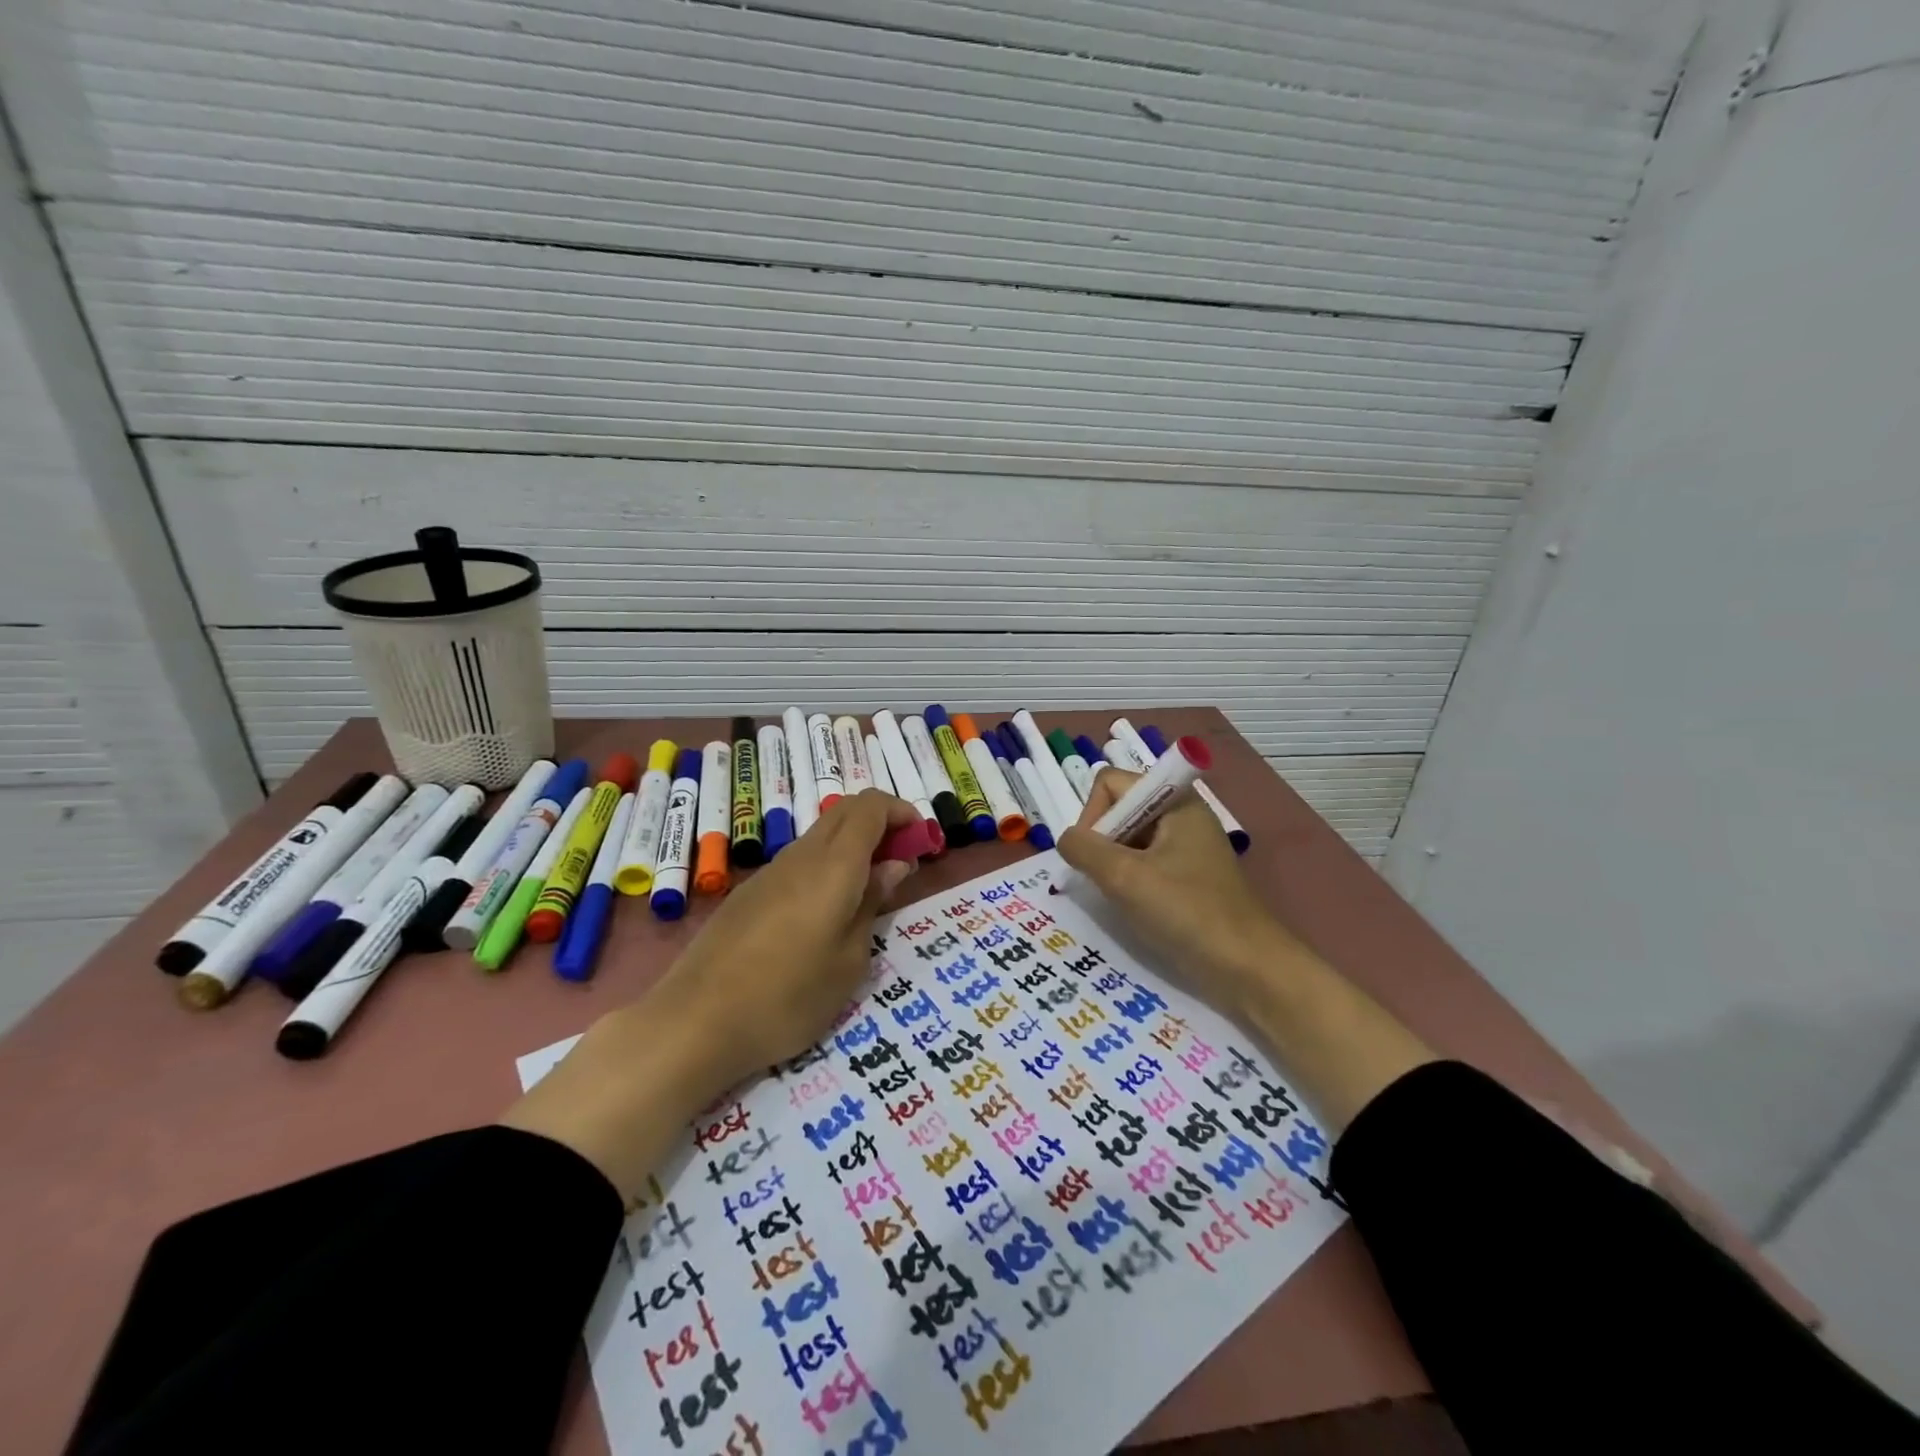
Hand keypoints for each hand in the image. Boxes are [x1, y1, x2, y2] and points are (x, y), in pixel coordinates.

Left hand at [502, 790, 921, 1198]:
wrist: (694, 1023)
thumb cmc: (787, 999)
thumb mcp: (849, 961)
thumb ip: (872, 904)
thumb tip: (893, 866)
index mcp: (833, 865)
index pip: (871, 806)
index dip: (902, 811)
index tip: (922, 839)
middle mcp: (800, 855)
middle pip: (845, 811)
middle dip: (881, 823)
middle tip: (902, 862)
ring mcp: (770, 872)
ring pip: (821, 835)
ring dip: (853, 845)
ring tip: (870, 890)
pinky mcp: (749, 892)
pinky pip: (799, 859)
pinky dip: (827, 864)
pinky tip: (826, 910)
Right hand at [1058, 766, 1435, 1129]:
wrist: (1249, 968)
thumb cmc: (1187, 912)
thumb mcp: (1125, 877)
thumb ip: (1085, 849)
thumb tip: (1065, 840)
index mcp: (1175, 802)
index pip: (1112, 783)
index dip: (1092, 813)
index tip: (1092, 855)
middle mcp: (1182, 816)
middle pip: (1121, 809)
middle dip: (1101, 842)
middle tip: (1101, 879)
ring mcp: (1187, 848)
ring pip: (1130, 840)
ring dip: (1113, 865)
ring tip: (1115, 897)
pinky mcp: (1188, 878)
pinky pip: (1145, 864)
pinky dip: (1130, 881)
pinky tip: (1131, 908)